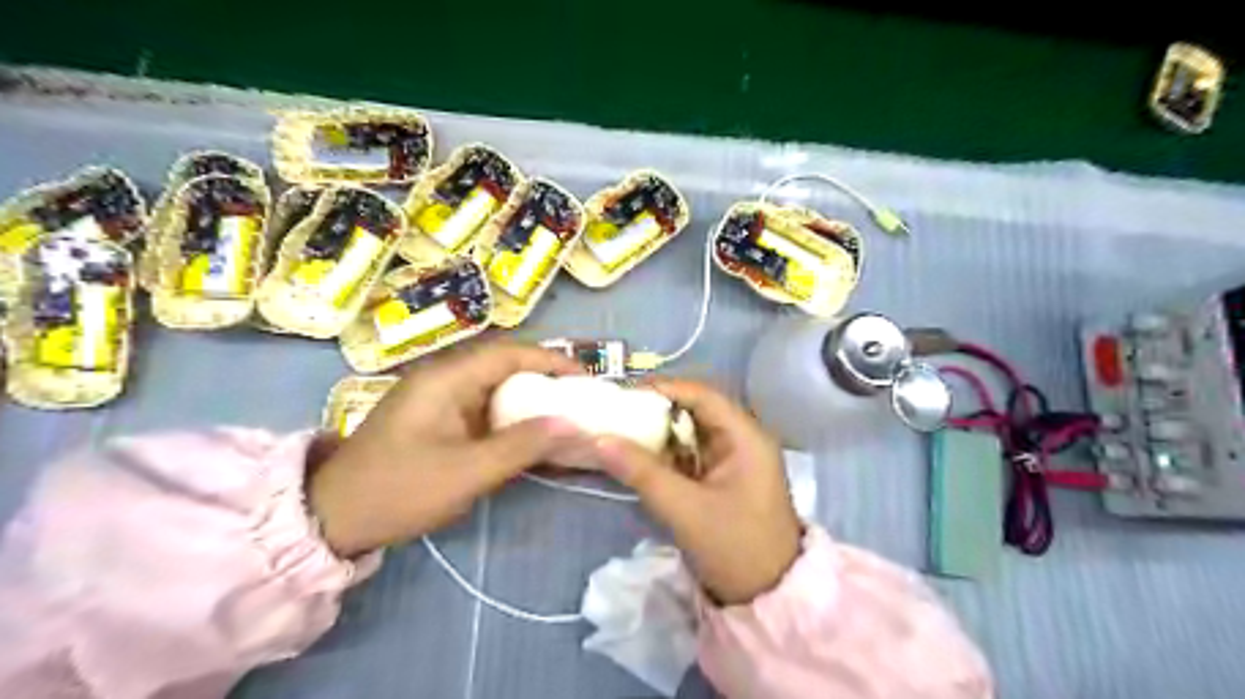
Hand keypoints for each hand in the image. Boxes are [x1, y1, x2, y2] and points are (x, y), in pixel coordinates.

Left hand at [308, 342, 585, 556]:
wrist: (334, 517)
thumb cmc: (400, 489)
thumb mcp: (467, 472)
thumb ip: (522, 446)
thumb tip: (572, 424)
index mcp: (446, 378)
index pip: (510, 353)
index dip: (551, 361)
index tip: (585, 379)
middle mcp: (443, 377)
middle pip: (504, 364)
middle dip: (544, 377)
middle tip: (579, 398)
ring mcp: (438, 397)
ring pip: (495, 385)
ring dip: (529, 397)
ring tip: (562, 413)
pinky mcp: (436, 417)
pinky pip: (482, 406)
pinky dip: (510, 415)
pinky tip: (528, 433)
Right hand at [589, 379, 797, 601]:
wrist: (768, 597)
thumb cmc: (735, 548)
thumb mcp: (685, 509)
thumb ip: (642, 472)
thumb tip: (599, 440)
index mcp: (745, 437)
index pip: (702, 395)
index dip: (663, 388)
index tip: (623, 394)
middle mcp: (742, 439)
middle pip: (695, 410)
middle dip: (655, 410)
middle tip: (616, 412)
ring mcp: (733, 459)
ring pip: (690, 432)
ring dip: (658, 432)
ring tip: (619, 430)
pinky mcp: (722, 478)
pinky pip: (690, 454)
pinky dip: (665, 453)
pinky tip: (637, 456)